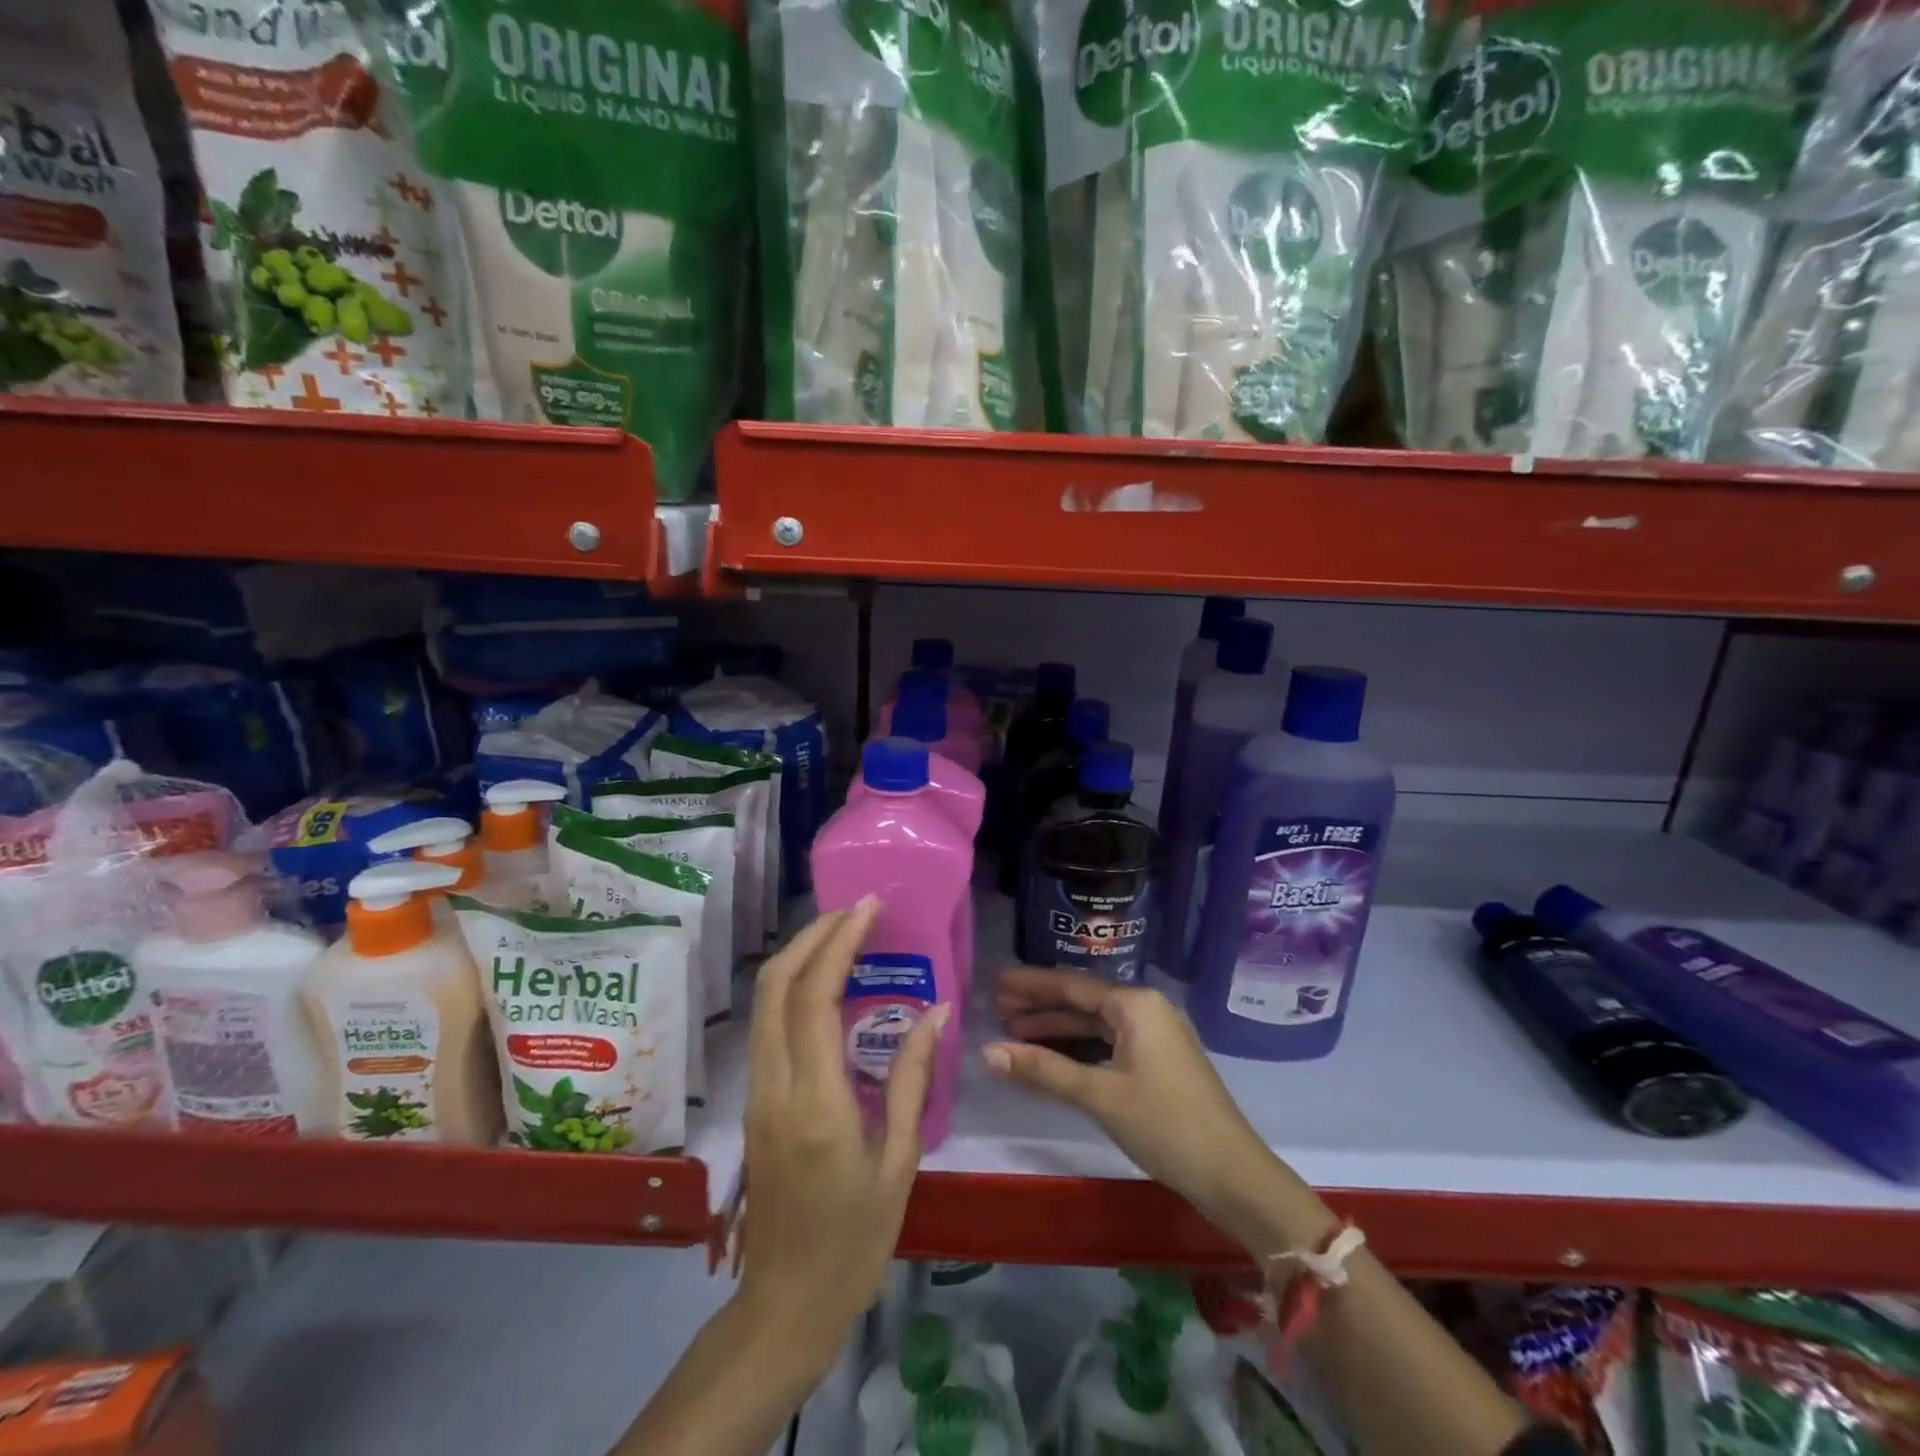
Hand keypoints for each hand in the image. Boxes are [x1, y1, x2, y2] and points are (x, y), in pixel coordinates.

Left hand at [738, 899, 947, 1337]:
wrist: (786, 1305)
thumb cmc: (854, 1242)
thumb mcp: (898, 1162)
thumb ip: (911, 1079)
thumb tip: (937, 1011)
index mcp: (815, 1103)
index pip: (815, 998)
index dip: (839, 942)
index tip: (868, 907)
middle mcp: (775, 1086)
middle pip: (776, 985)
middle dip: (812, 935)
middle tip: (855, 910)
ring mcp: (757, 1092)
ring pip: (764, 1001)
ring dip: (799, 955)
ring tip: (843, 932)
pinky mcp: (755, 1100)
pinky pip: (768, 1024)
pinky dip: (792, 986)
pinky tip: (826, 981)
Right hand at [985, 967, 1331, 1252]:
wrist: (1232, 1174)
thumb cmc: (1164, 1124)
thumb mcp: (1099, 1095)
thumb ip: (1043, 1069)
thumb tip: (987, 1052)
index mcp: (1135, 1003)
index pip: (1072, 985)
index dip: (1031, 985)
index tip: (996, 983)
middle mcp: (1145, 1008)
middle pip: (1082, 1000)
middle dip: (1040, 1006)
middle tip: (997, 1009)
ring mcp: (1154, 1034)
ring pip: (1094, 1023)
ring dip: (1056, 1028)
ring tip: (1013, 1032)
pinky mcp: (1157, 1060)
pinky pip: (1107, 1042)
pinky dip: (1078, 1047)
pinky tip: (1050, 1056)